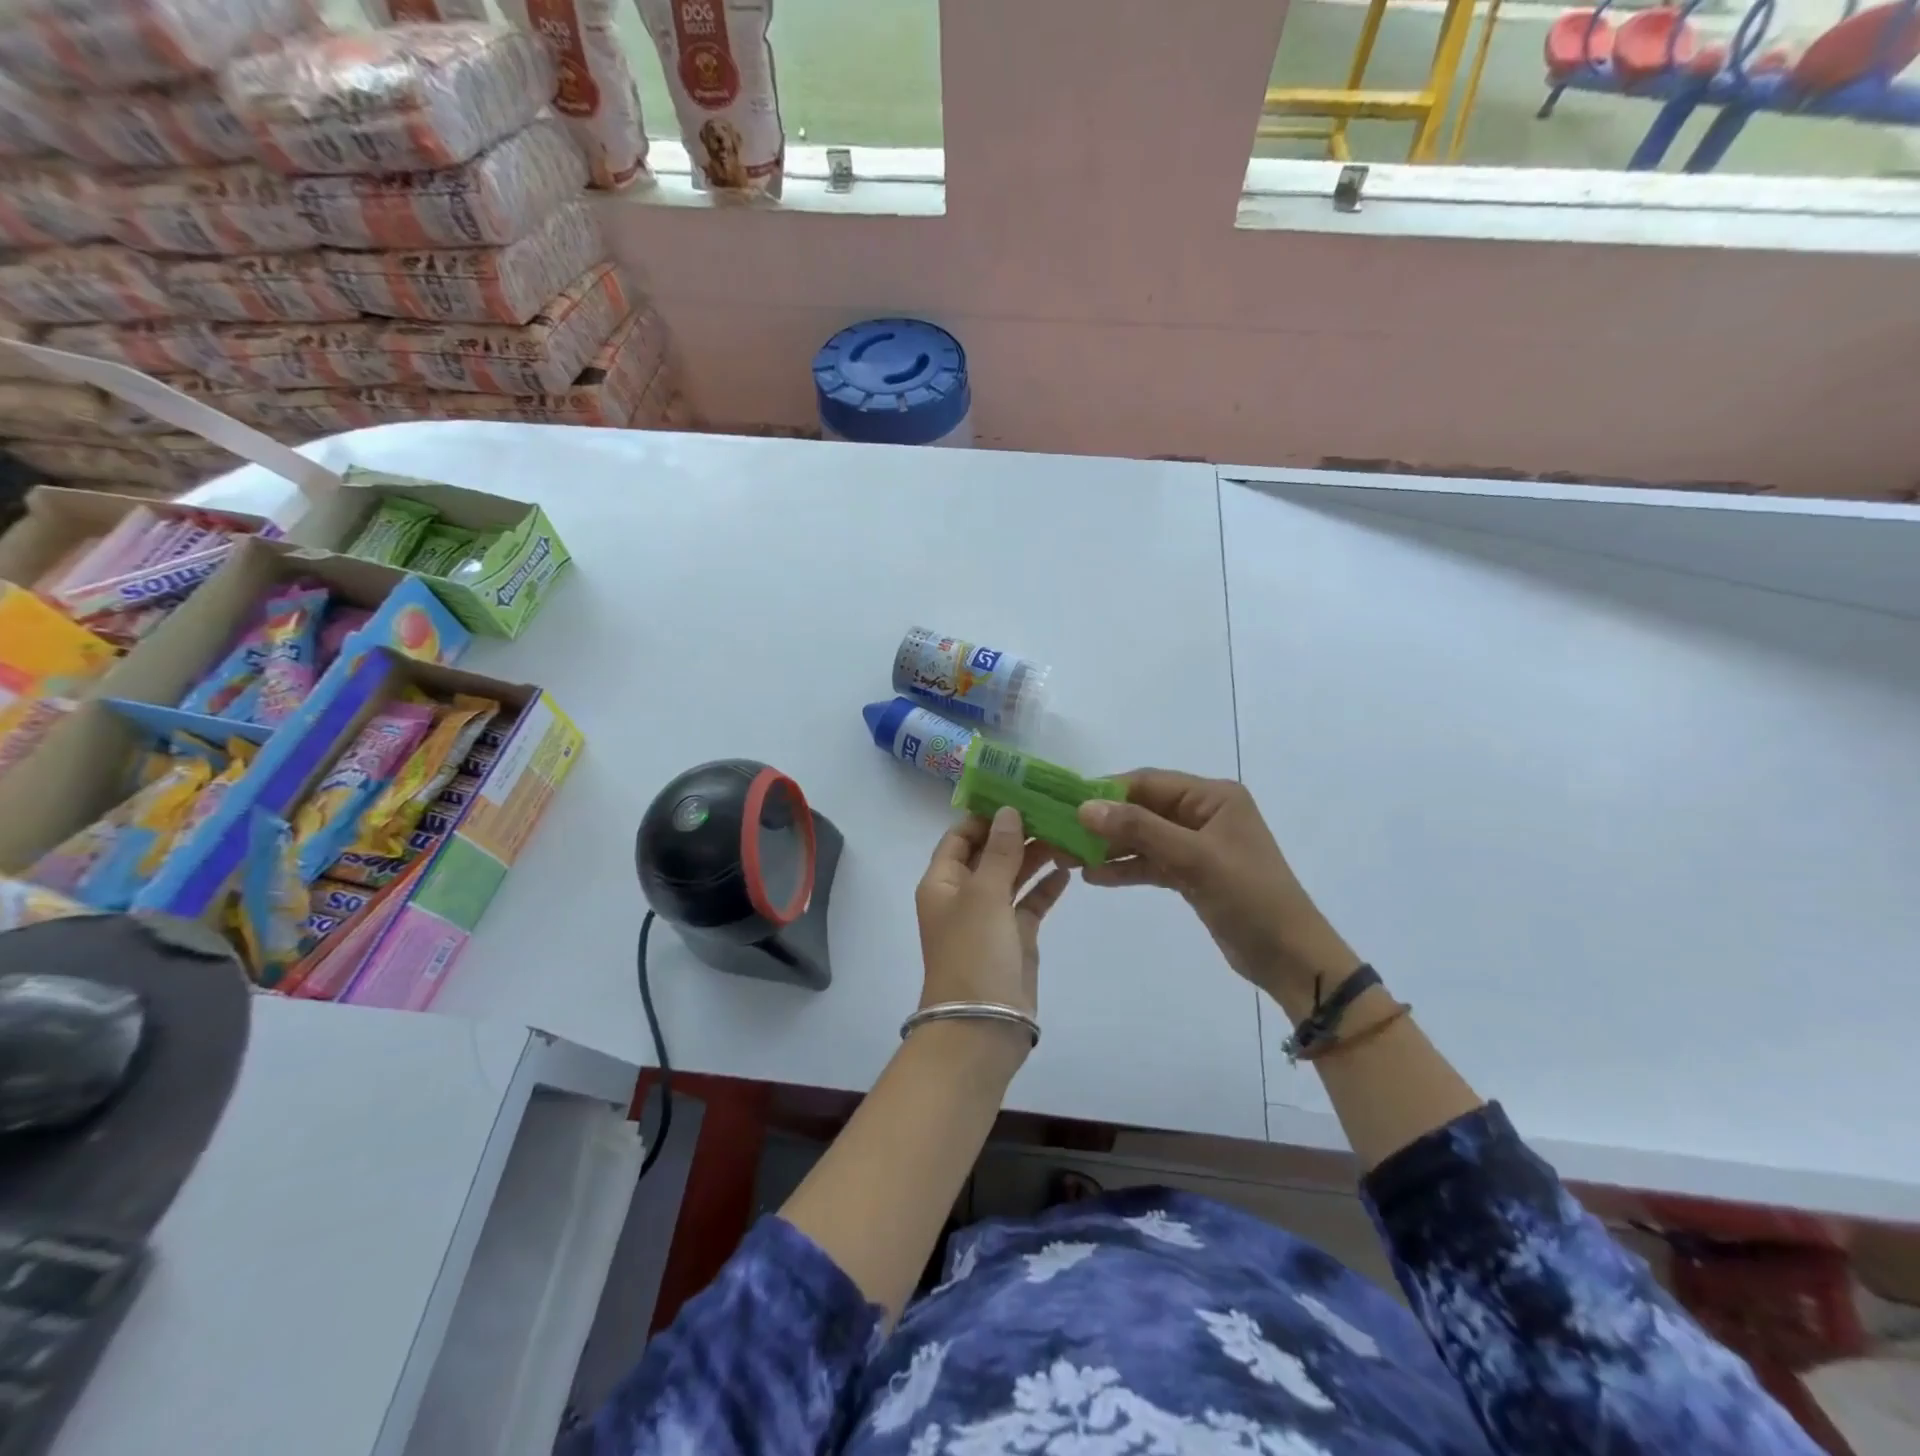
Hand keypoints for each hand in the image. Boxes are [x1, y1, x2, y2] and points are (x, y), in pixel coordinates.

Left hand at [915, 806, 1071, 1061]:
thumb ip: (998, 851)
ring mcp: (990, 917)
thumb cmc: (973, 952)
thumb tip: (1007, 811)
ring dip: (1035, 856)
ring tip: (1067, 832)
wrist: (982, 1025)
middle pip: (989, 853)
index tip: (1018, 794)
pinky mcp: (1016, 937)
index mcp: (942, 882)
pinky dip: (1046, 886)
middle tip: (1053, 809)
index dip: (985, 816)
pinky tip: (1069, 869)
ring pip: (1013, 875)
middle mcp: (963, 895)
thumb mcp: (983, 894)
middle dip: (1017, 832)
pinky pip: (1031, 903)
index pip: (960, 836)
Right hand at [1076, 771, 1359, 1015]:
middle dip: (1103, 823)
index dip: (1106, 792)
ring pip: (1144, 837)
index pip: (1148, 782)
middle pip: (1142, 809)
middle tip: (1061, 836)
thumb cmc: (1248, 896)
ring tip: (1068, 859)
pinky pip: (1151, 862)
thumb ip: (1139, 829)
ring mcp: (1197, 845)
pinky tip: (1094, 877)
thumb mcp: (1193, 858)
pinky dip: (1126, 868)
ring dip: (1110, 847)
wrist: (1290, 957)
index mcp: (1212, 796)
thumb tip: (1084, 807)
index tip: (1066, 805)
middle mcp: (1204, 813)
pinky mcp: (1192, 874)